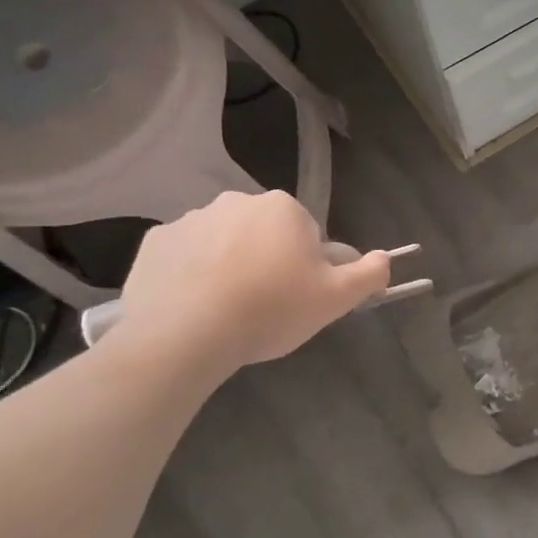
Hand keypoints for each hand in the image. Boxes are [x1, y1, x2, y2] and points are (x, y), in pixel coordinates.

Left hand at [110, 191, 391, 375]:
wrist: (185, 335)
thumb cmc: (272, 309)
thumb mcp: (337, 298)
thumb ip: (370, 274)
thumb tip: (385, 258)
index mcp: (283, 208)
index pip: (308, 235)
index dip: (309, 268)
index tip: (300, 297)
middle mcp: (236, 201)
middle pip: (265, 235)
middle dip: (269, 262)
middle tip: (268, 306)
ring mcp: (189, 220)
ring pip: (224, 244)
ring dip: (231, 267)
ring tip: (229, 311)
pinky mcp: (153, 244)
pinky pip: (185, 257)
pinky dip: (192, 276)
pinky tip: (195, 308)